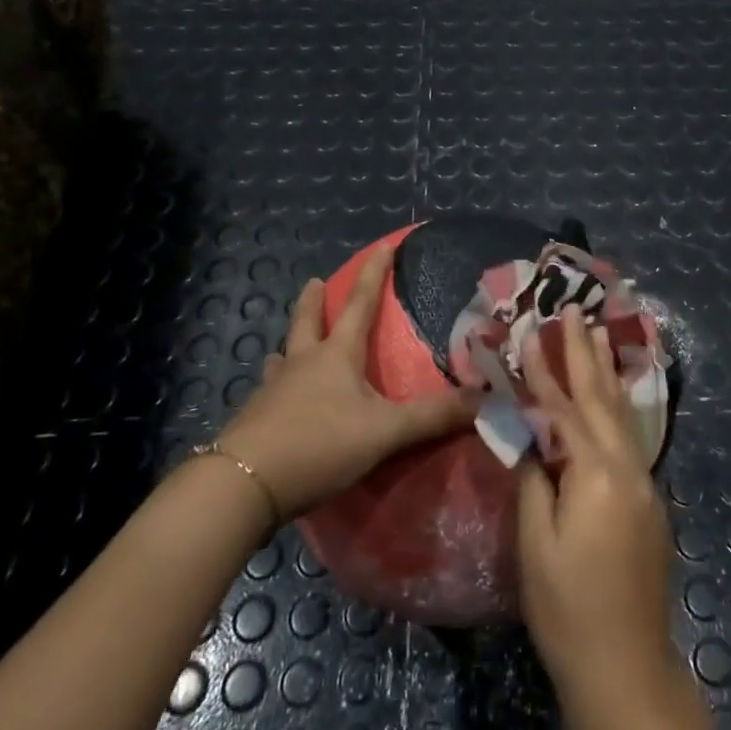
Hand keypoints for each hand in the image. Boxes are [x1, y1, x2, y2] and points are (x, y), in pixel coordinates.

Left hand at [215, 243, 479, 519]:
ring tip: (289, 346)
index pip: (360, 304)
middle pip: (307, 322)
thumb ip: (433, 417)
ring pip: (283, 357)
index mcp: (335, 356)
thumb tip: (485, 400)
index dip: (374, 274)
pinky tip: (276, 400)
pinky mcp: (254, 420)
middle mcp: (301, 364)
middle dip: (313, 300)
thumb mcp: (385, 431)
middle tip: (315, 281)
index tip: (383, 245)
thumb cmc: (320, 443)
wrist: (245, 483)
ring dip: (291, 345)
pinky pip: (270, 392)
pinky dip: (278, 387)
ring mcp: (272, 391)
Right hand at [517, 307, 677, 700]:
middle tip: (576, 311)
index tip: (530, 332)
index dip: (544, 371)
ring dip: (606, 373)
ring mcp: (645, 484)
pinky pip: (629, 438)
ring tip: (599, 334)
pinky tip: (611, 396)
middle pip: (602, 398)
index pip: (564, 409)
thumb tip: (531, 437)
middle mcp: (629, 468)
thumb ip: (534, 480)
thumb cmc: (569, 609)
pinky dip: (616, 407)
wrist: (626, 669)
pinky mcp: (649, 502)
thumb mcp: (536, 544)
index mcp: (598, 474)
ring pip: (622, 414)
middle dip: (586, 353)